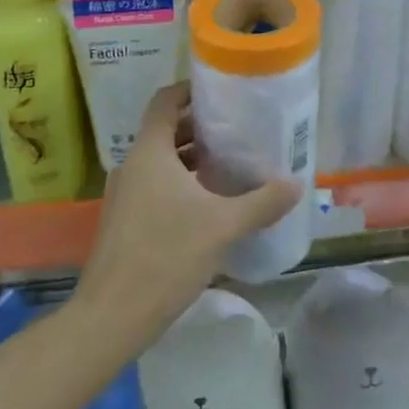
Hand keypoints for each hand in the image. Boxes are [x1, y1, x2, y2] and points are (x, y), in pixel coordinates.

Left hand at [73, 82, 300, 344]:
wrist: (111, 318)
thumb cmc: (166, 256)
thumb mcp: (223, 226)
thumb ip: (262, 202)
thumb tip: (296, 184)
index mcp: (150, 152)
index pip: (166, 101)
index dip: (190, 90)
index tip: (221, 91)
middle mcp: (133, 165)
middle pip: (166, 130)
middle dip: (200, 127)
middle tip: (238, 129)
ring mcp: (124, 195)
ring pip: (161, 161)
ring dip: (191, 158)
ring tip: (229, 164)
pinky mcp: (124, 221)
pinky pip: (154, 186)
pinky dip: (180, 183)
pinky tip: (209, 204)